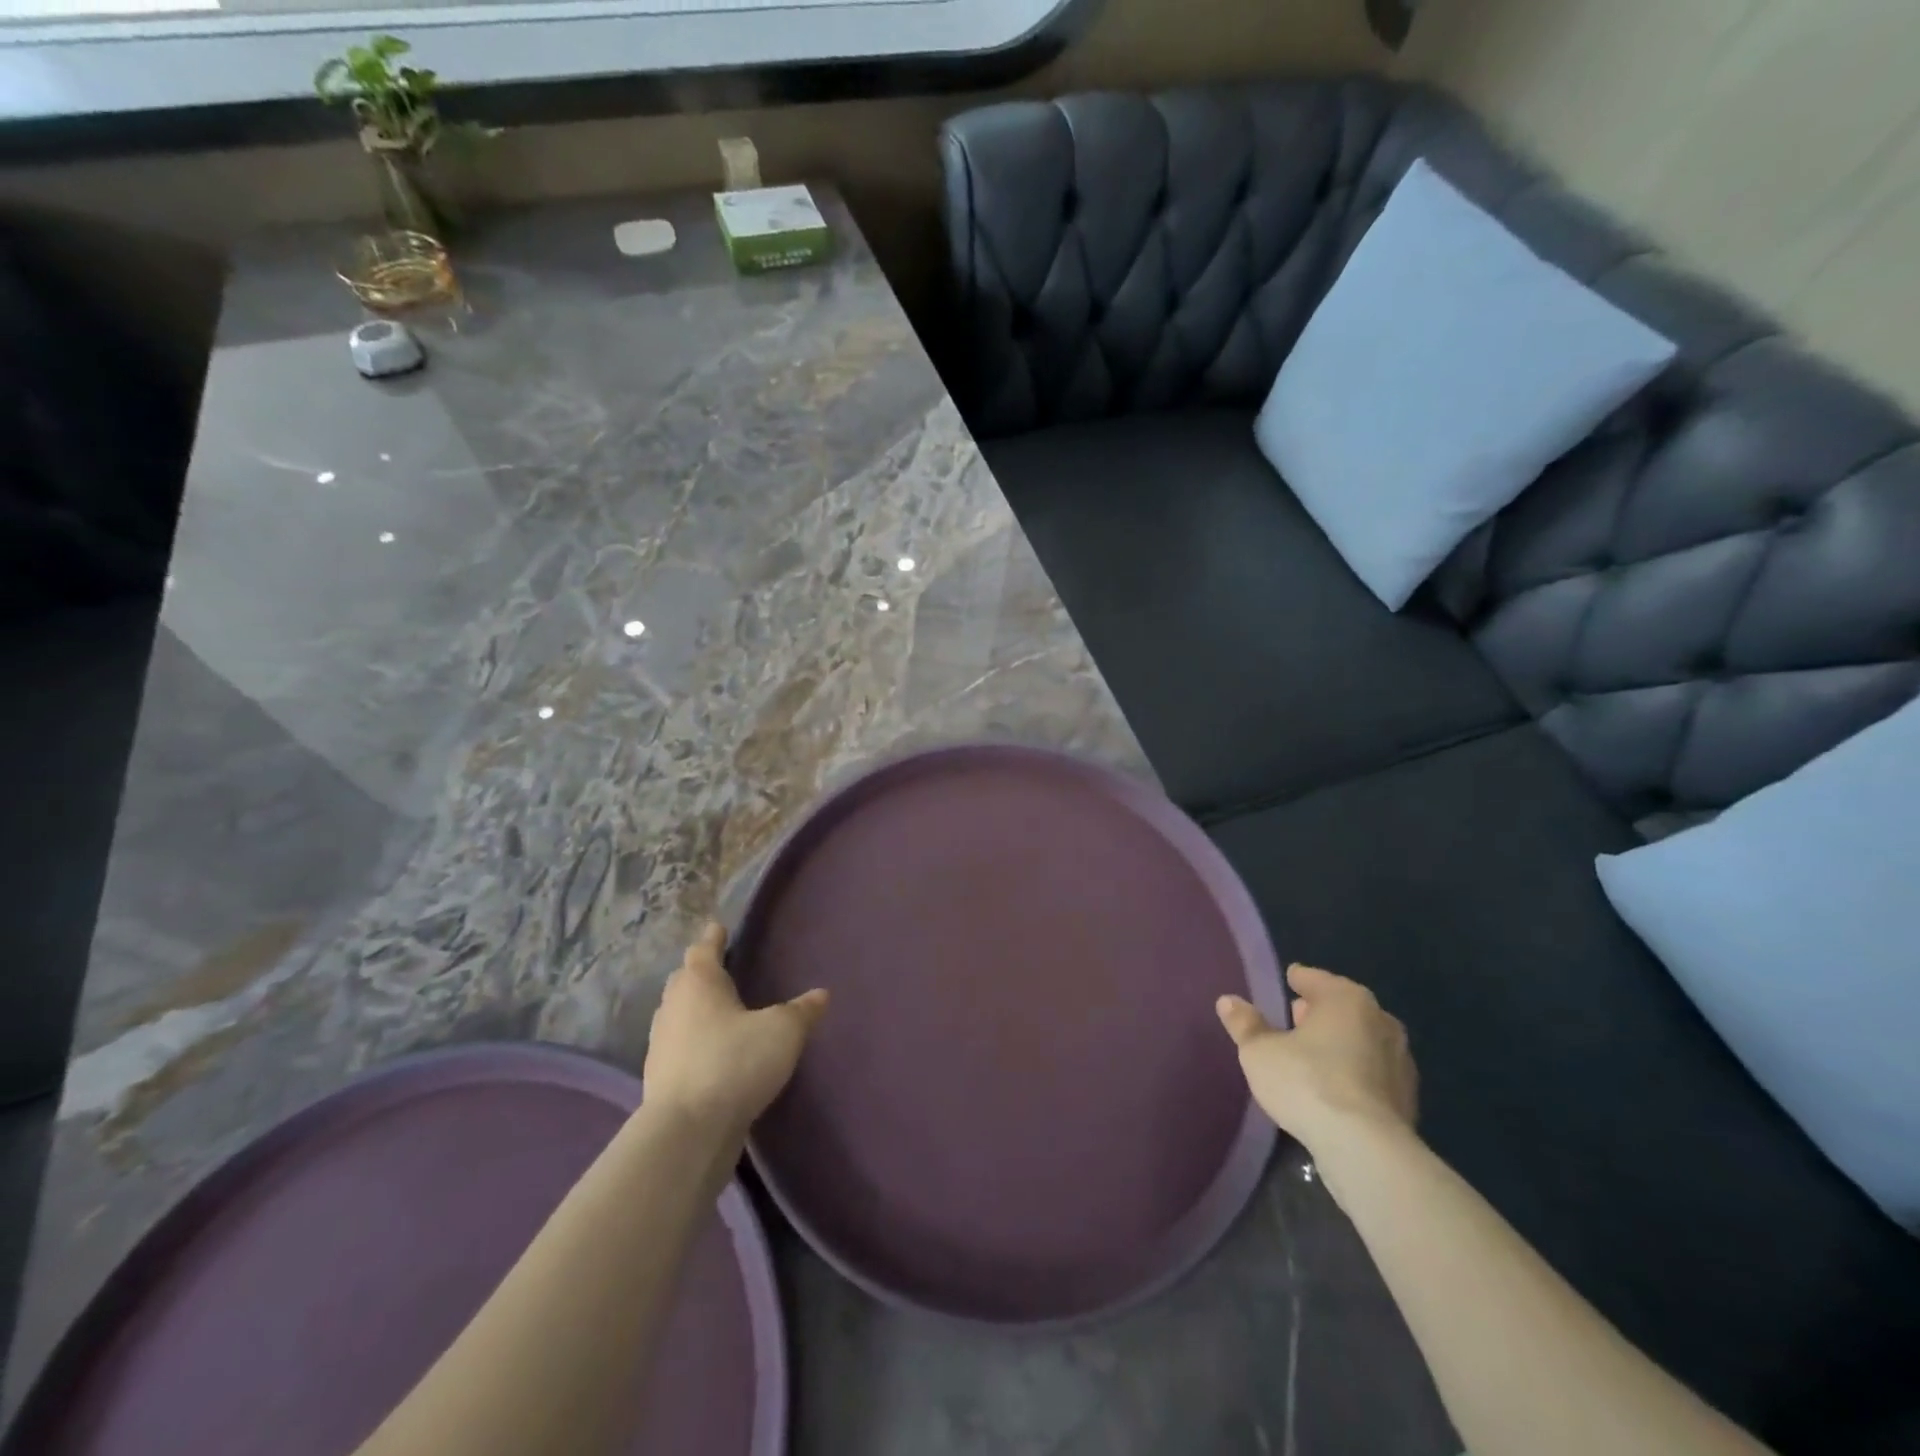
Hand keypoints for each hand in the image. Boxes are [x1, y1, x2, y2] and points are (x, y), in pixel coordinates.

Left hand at [642, 923, 828, 1136]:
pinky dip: (693, 1043)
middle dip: (700, 972)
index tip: (718, 928)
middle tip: (720, 967)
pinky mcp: (661, 1080)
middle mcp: (673, 1007)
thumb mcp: (782, 1032)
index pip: (704, 949)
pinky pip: (679, 1047)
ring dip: (694, 1009)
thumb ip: (802, 1011)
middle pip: (684, 980)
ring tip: (718, 1010)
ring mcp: (661, 1045)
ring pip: (677, 1014)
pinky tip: (712, 1053)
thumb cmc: (735, 1063)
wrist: (687, 1132)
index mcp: (699, 983)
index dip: (714, 938)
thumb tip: (821, 994)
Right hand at [1216, 964, 1417, 1154]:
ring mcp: (1400, 1061)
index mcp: (1346, 999)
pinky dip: (1354, 1073)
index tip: (1288, 981)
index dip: (1297, 979)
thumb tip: (1228, 1001)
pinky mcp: (1408, 1098)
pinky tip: (1335, 1088)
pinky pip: (1372, 1073)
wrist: (1367, 1149)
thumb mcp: (1260, 1051)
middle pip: (1342, 1007)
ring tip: (1312, 1057)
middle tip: (1294, 1020)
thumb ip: (1245, 1024)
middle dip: (1319, 1012)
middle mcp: (1380, 1021)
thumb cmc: (1307, 1082)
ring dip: (1340, 1044)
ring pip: (1361, 1040)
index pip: (1315, 979)